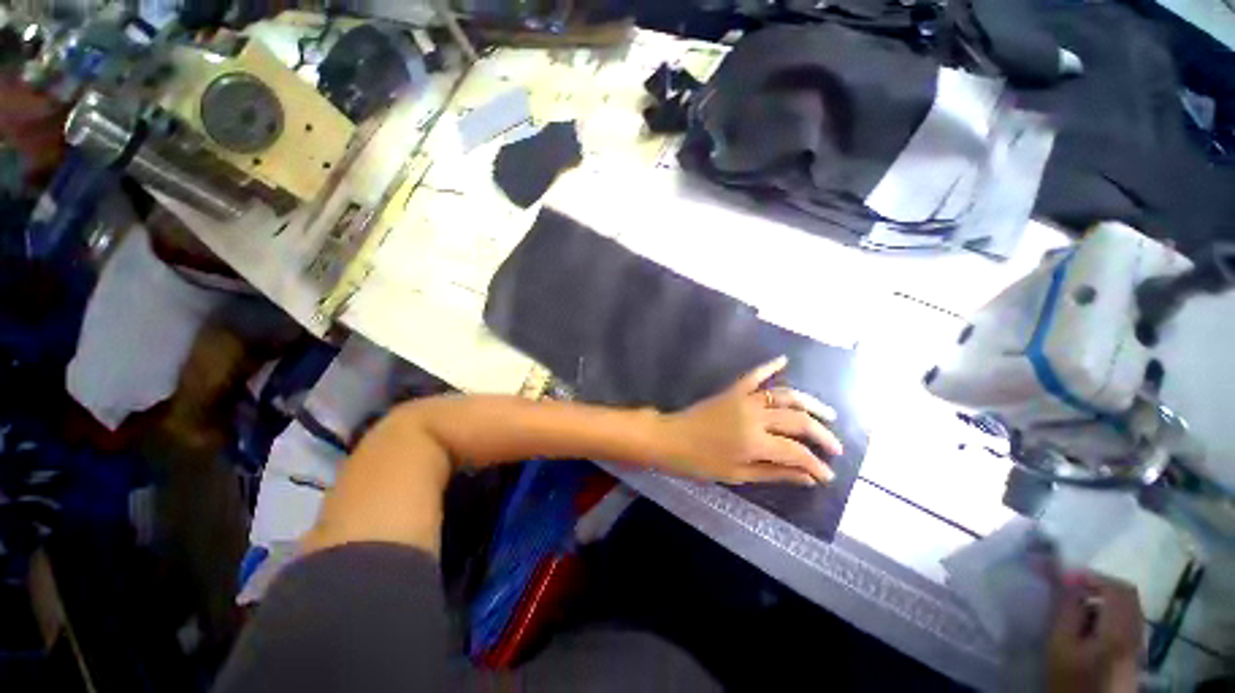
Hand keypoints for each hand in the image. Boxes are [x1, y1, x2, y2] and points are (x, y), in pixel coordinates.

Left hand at [655, 356, 842, 485]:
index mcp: (756, 441)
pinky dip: (769, 367)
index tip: (829, 475)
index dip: (817, 465)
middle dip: (822, 435)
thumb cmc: (700, 462)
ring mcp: (744, 399)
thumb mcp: (738, 474)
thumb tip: (808, 477)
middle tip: (836, 448)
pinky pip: (754, 375)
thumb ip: (775, 472)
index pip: (797, 452)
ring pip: (785, 395)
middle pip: (798, 421)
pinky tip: (784, 360)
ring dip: (809, 403)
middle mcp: (755, 416)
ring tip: (828, 414)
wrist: (671, 438)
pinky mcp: (732, 390)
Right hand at [1047, 573, 1142, 692]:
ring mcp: (1139, 643)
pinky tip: (1093, 624)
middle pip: (1128, 596)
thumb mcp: (1061, 644)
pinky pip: (1129, 620)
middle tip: (1074, 588)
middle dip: (1101, 586)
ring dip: (1106, 599)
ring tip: (1081, 606)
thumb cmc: (1071, 677)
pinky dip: (1112, 613)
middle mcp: (1136, 632)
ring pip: (1130, 607)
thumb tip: (1068, 581)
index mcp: (1119, 630)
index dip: (1093, 577)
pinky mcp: (1135, 652)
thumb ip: (1067, 610)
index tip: (1067, 577)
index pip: (1117, 589)